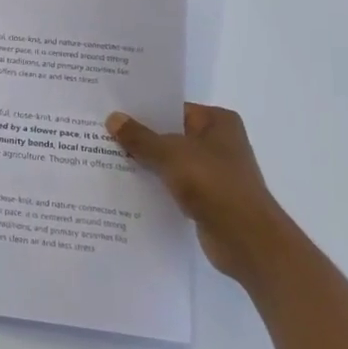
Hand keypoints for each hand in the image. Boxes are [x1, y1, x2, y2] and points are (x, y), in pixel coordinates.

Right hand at [106, 104, 290, 283]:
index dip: (142, 110)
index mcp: (217, 121)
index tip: (111, 111)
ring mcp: (214, 172)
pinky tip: (126, 186)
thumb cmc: (213, 183)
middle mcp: (218, 142)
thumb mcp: (170, 154)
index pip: (172, 108)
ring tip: (106, 158)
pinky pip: (173, 184)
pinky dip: (155, 185)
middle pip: (170, 135)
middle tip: (100, 133)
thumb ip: (140, 137)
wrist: (246, 240)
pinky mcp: (207, 198)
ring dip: (145, 163)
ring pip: (170, 161)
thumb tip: (113, 118)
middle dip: (139, 138)